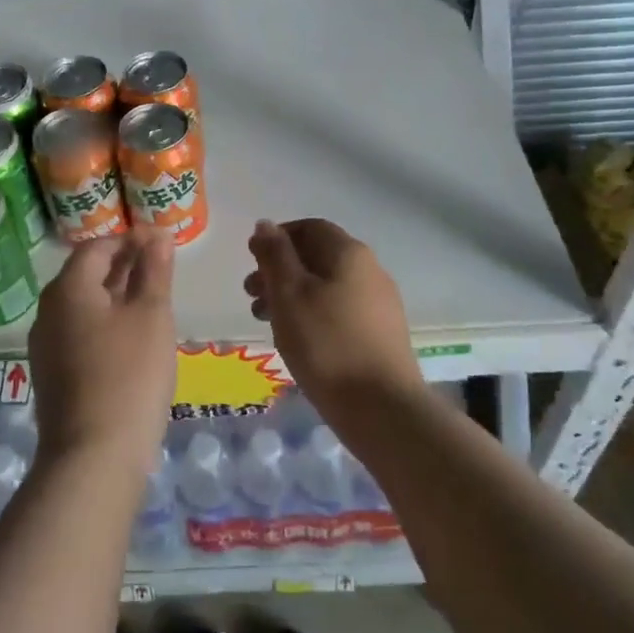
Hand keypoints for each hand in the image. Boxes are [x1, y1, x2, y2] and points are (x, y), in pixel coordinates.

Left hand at [28, 225, 176, 472]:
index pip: (97, 247)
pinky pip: (79, 333)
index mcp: (68, 289)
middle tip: (160, 268)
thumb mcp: (151, 315)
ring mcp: (46, 346)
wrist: (93, 457)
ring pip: (83, 306)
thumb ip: (154, 271)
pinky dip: (105, 323)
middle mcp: (48, 312)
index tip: (161, 242)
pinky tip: (131, 338)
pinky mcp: (53, 375)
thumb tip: (157, 236)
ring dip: (115, 295)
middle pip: (86, 275)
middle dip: (122, 265)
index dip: (130, 239)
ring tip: (150, 299)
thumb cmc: (129, 374)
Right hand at [245, 218, 423, 412]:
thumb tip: (265, 224)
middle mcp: (370, 270)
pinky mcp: (381, 333)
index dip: (277, 238)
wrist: (382, 408)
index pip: (309, 227)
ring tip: (266, 322)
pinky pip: (340, 310)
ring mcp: (379, 303)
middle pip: (318, 257)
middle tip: (251, 295)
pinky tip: (298, 340)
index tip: (251, 259)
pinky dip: (313, 315)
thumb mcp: (289, 294)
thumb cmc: (326, 344)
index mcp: (349, 253)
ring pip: (327, 286)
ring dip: (293, 296)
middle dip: (280, 270)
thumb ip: (274, 256)